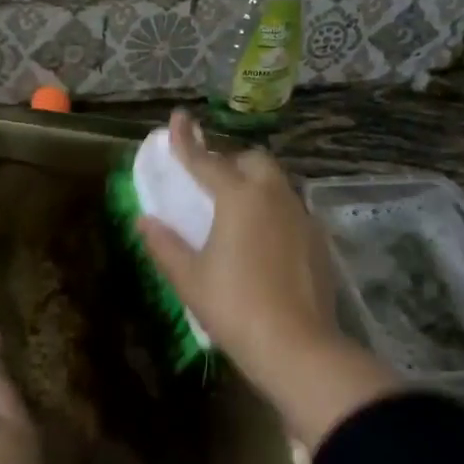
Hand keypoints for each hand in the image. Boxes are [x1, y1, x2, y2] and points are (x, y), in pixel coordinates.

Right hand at [136, 111, 398, 447]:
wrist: (297, 346)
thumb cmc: (234, 307)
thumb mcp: (189, 278)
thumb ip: (165, 244)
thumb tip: (145, 220)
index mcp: (239, 198)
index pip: (206, 160)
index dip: (186, 140)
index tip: (178, 117)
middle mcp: (273, 196)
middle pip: (252, 161)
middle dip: (230, 162)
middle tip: (210, 183)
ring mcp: (301, 216)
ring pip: (276, 184)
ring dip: (254, 185)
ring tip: (236, 213)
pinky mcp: (318, 240)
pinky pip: (291, 210)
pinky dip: (272, 212)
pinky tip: (263, 242)